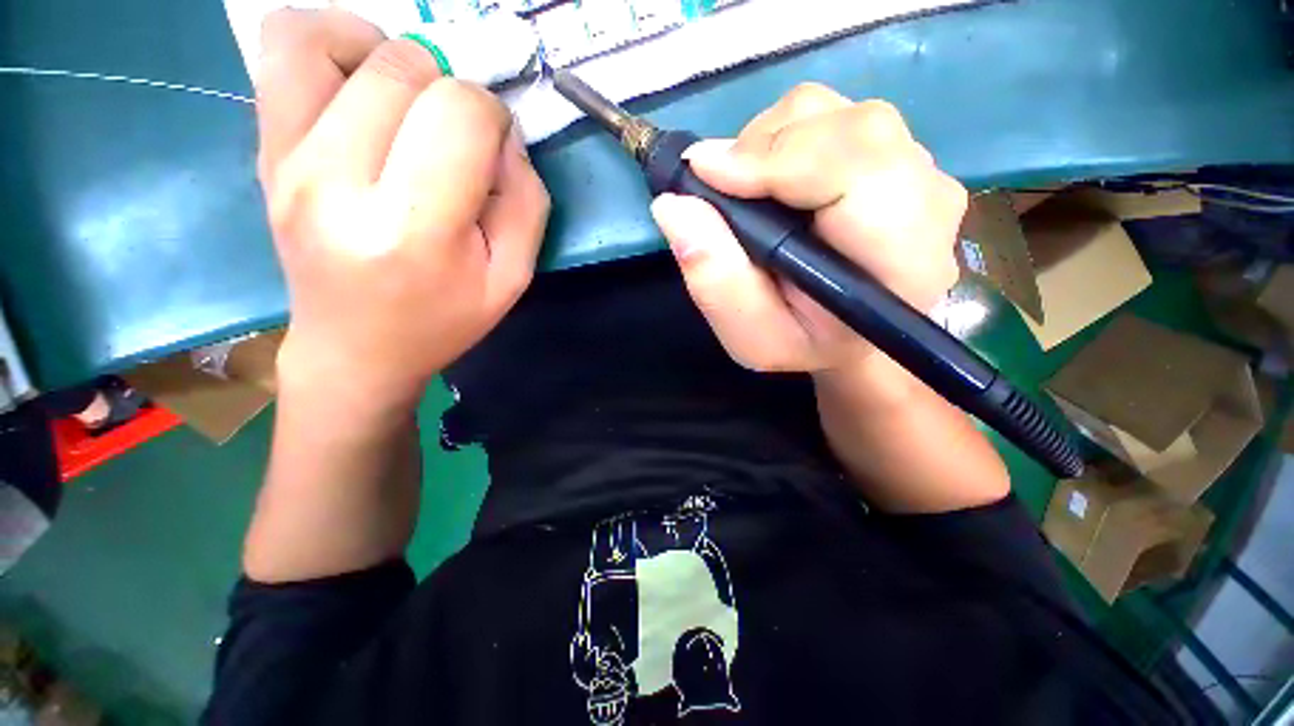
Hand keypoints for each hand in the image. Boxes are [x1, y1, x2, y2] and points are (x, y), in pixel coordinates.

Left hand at [256, 9, 549, 411]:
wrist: (355, 348)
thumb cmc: (443, 319)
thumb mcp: (512, 277)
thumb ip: (525, 201)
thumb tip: (503, 134)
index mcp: (413, 228)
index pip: (459, 114)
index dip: (492, 119)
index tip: (493, 152)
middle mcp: (335, 182)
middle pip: (402, 69)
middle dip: (449, 91)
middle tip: (453, 139)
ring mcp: (285, 159)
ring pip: (330, 39)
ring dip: (388, 55)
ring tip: (407, 102)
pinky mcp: (263, 148)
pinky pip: (282, 48)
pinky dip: (329, 42)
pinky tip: (359, 84)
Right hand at [651, 83, 965, 373]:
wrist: (847, 335)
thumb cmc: (801, 343)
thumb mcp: (751, 337)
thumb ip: (715, 280)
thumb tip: (673, 205)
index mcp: (902, 262)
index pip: (856, 172)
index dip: (776, 159)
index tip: (705, 172)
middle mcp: (928, 203)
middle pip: (851, 128)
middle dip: (766, 147)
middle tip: (718, 186)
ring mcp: (920, 171)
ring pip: (840, 113)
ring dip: (772, 140)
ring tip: (744, 188)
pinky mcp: (899, 155)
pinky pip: (837, 117)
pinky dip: (786, 137)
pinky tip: (770, 179)